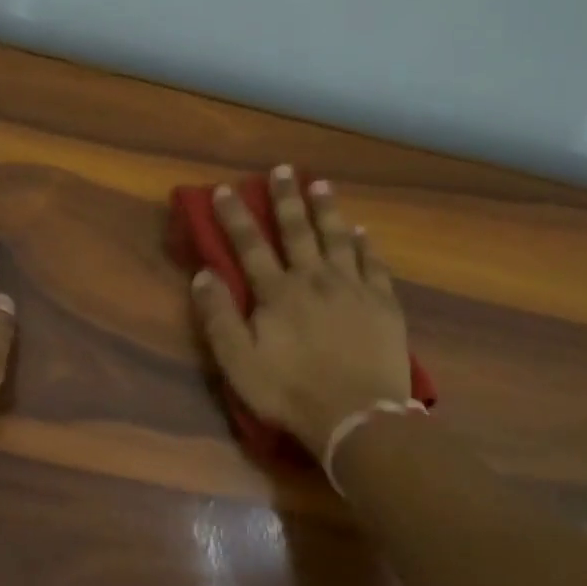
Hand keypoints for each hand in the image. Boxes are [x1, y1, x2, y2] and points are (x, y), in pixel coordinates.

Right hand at [191, 167, 410, 456]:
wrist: (357, 415)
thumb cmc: (290, 392)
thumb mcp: (239, 362)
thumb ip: (219, 317)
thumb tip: (203, 274)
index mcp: (278, 293)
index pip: (251, 245)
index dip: (236, 216)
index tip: (226, 189)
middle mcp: (315, 279)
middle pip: (298, 230)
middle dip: (286, 199)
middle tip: (282, 170)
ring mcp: (353, 288)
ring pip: (338, 238)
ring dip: (327, 210)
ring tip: (320, 184)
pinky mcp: (383, 303)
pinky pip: (374, 264)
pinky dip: (366, 245)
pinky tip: (363, 232)